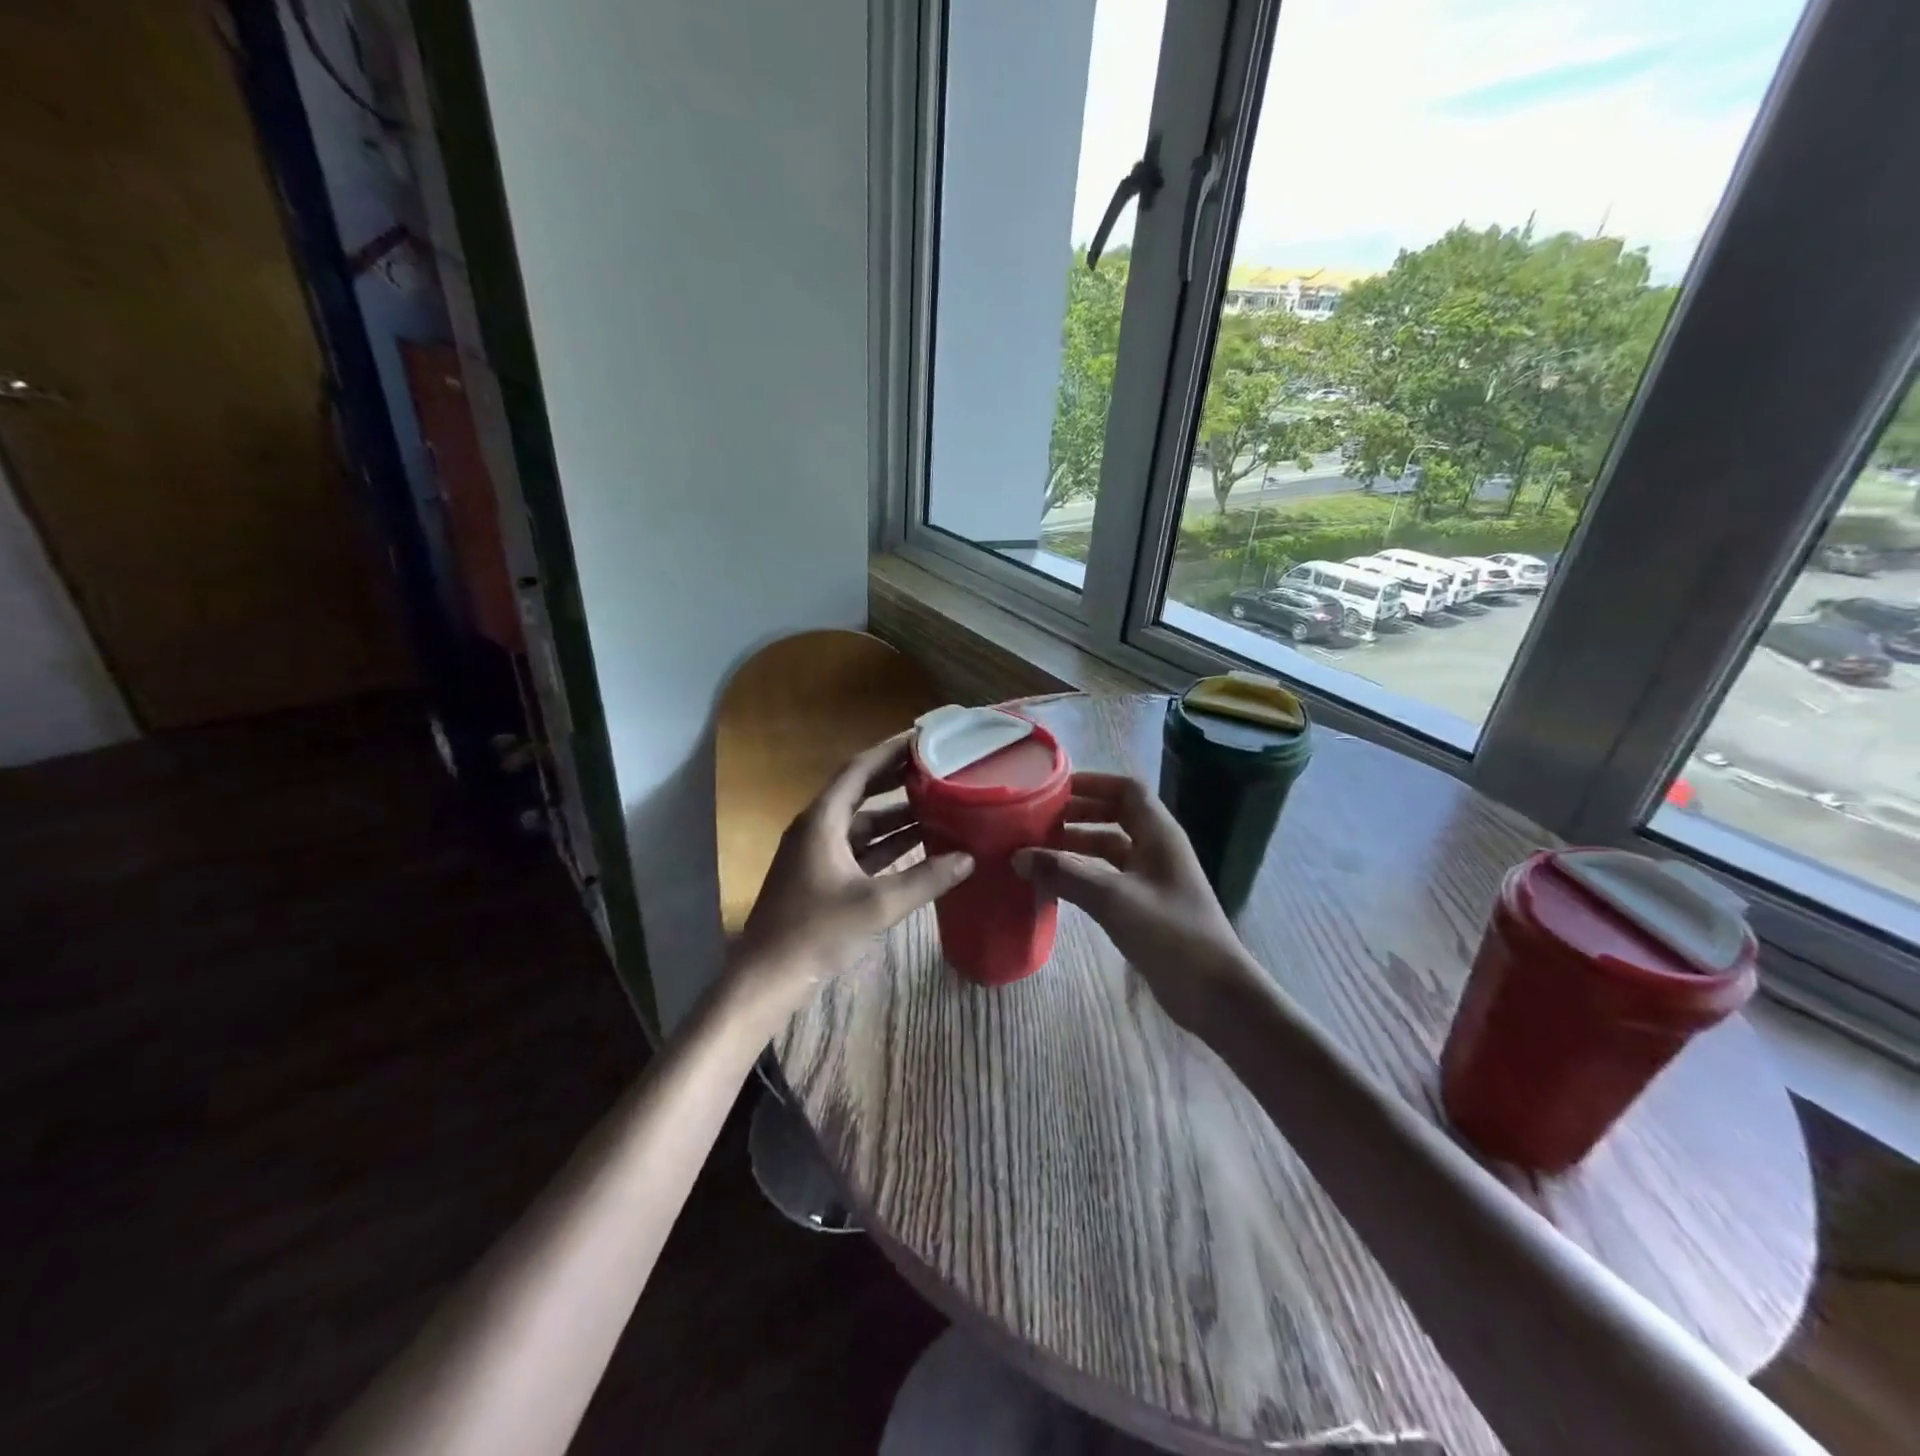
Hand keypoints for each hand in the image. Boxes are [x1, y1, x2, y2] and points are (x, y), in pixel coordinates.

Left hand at [731, 732, 973, 1015]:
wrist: (767, 978)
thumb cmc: (816, 932)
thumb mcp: (876, 905)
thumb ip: (925, 879)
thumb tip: (968, 858)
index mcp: (822, 820)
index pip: (859, 769)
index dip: (891, 751)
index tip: (924, 738)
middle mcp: (818, 828)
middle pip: (862, 791)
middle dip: (898, 779)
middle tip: (938, 766)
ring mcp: (818, 853)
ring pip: (863, 823)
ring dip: (897, 814)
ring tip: (939, 802)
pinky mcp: (823, 876)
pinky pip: (860, 848)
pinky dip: (888, 844)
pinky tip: (920, 845)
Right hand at [1013, 772, 1258, 1032]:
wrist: (1213, 992)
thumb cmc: (1169, 933)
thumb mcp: (1112, 898)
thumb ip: (1064, 874)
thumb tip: (1018, 856)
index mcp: (1159, 834)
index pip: (1127, 790)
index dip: (1093, 783)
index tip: (1055, 789)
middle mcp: (1157, 849)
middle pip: (1116, 816)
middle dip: (1078, 814)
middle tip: (1038, 820)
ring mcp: (1153, 879)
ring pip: (1111, 849)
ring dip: (1078, 845)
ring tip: (1039, 850)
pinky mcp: (1146, 907)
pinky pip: (1109, 877)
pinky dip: (1084, 874)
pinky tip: (1057, 884)